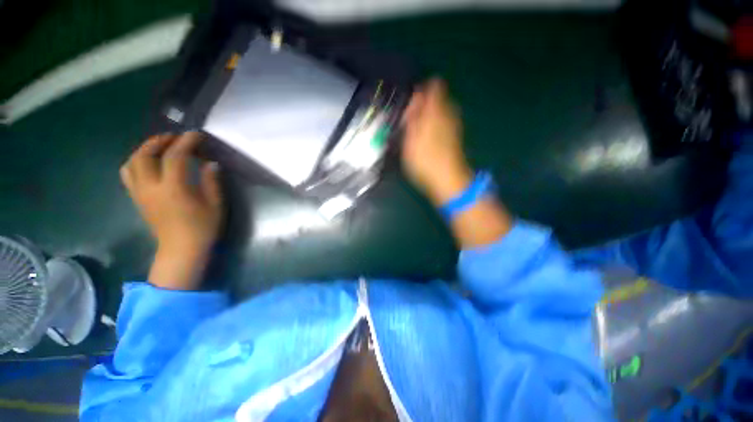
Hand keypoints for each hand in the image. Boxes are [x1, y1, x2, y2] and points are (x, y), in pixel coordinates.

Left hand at [120, 132, 222, 288]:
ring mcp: (140, 193)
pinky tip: (149, 163)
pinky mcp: (137, 199)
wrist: (181, 250)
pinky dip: (136, 162)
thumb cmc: (203, 228)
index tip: (197, 135)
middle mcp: (151, 187)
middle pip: (145, 155)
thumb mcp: (215, 205)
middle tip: (175, 137)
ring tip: (159, 146)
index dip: (186, 142)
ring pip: (131, 163)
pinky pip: (128, 174)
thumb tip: (211, 163)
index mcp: (174, 189)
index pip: (175, 156)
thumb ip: (212, 182)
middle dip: (159, 141)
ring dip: (144, 149)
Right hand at [401, 79, 472, 204]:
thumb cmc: (425, 161)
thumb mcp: (411, 139)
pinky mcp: (455, 136)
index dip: (421, 91)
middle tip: (410, 120)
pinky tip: (427, 139)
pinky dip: (434, 125)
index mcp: (436, 111)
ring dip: (428, 116)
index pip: (433, 86)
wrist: (447, 180)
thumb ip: (413, 116)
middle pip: (438, 98)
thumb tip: (415, 97)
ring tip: (416, 131)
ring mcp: (453, 125)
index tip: (410, 104)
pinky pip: (443, 122)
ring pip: (441, 111)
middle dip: (423, 105)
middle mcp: (448, 113)